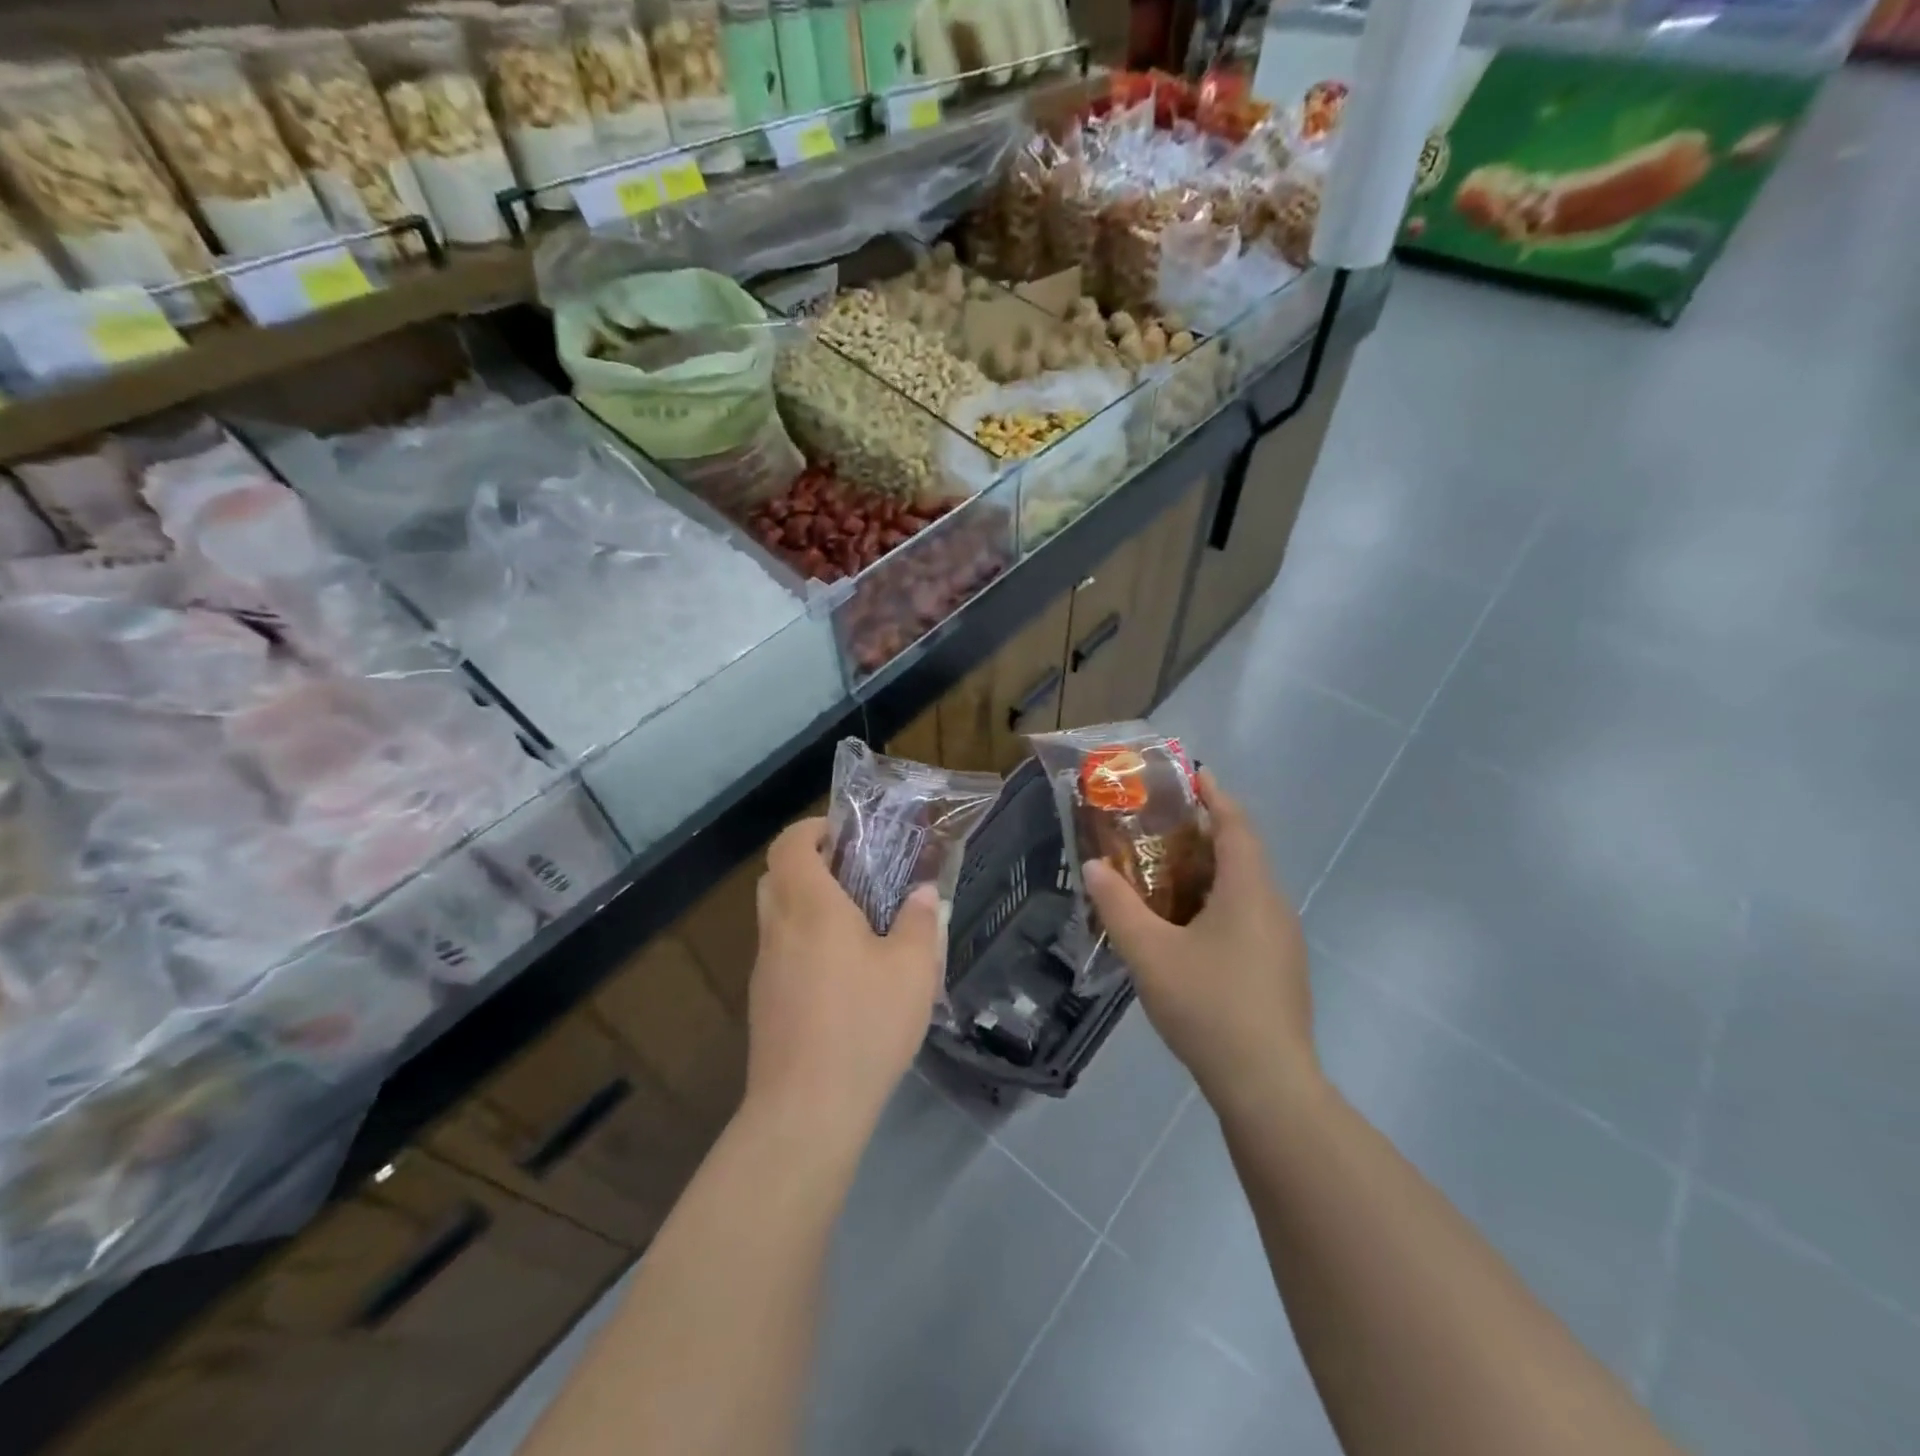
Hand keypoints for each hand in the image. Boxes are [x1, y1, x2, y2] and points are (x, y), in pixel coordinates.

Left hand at [745, 817, 943, 1137]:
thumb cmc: (864, 1024)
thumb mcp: (913, 970)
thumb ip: (920, 922)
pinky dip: (802, 941)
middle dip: (810, 863)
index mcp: (809, 906)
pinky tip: (841, 974)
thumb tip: (924, 893)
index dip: (813, 828)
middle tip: (854, 873)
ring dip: (805, 903)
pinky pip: (779, 951)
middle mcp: (778, 928)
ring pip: (775, 914)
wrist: (806, 1109)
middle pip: (776, 875)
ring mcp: (764, 967)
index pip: (791, 843)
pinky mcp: (763, 1001)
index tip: (846, 834)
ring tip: (854, 923)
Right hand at [1084, 771, 1315, 1112]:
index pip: (1236, 824)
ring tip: (1164, 872)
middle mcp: (1273, 906)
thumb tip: (1094, 867)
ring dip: (1209, 872)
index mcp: (1249, 891)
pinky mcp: (1279, 969)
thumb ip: (1117, 906)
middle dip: (1204, 833)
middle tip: (1159, 827)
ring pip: (1244, 889)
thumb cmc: (1208, 1006)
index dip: (1215, 796)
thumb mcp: (1149, 953)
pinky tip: (1185, 928)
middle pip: (1241, 853)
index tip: (1192, 774)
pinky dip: (1217, 903)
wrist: (1268, 1085)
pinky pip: (1247, 916)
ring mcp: (1282, 941)